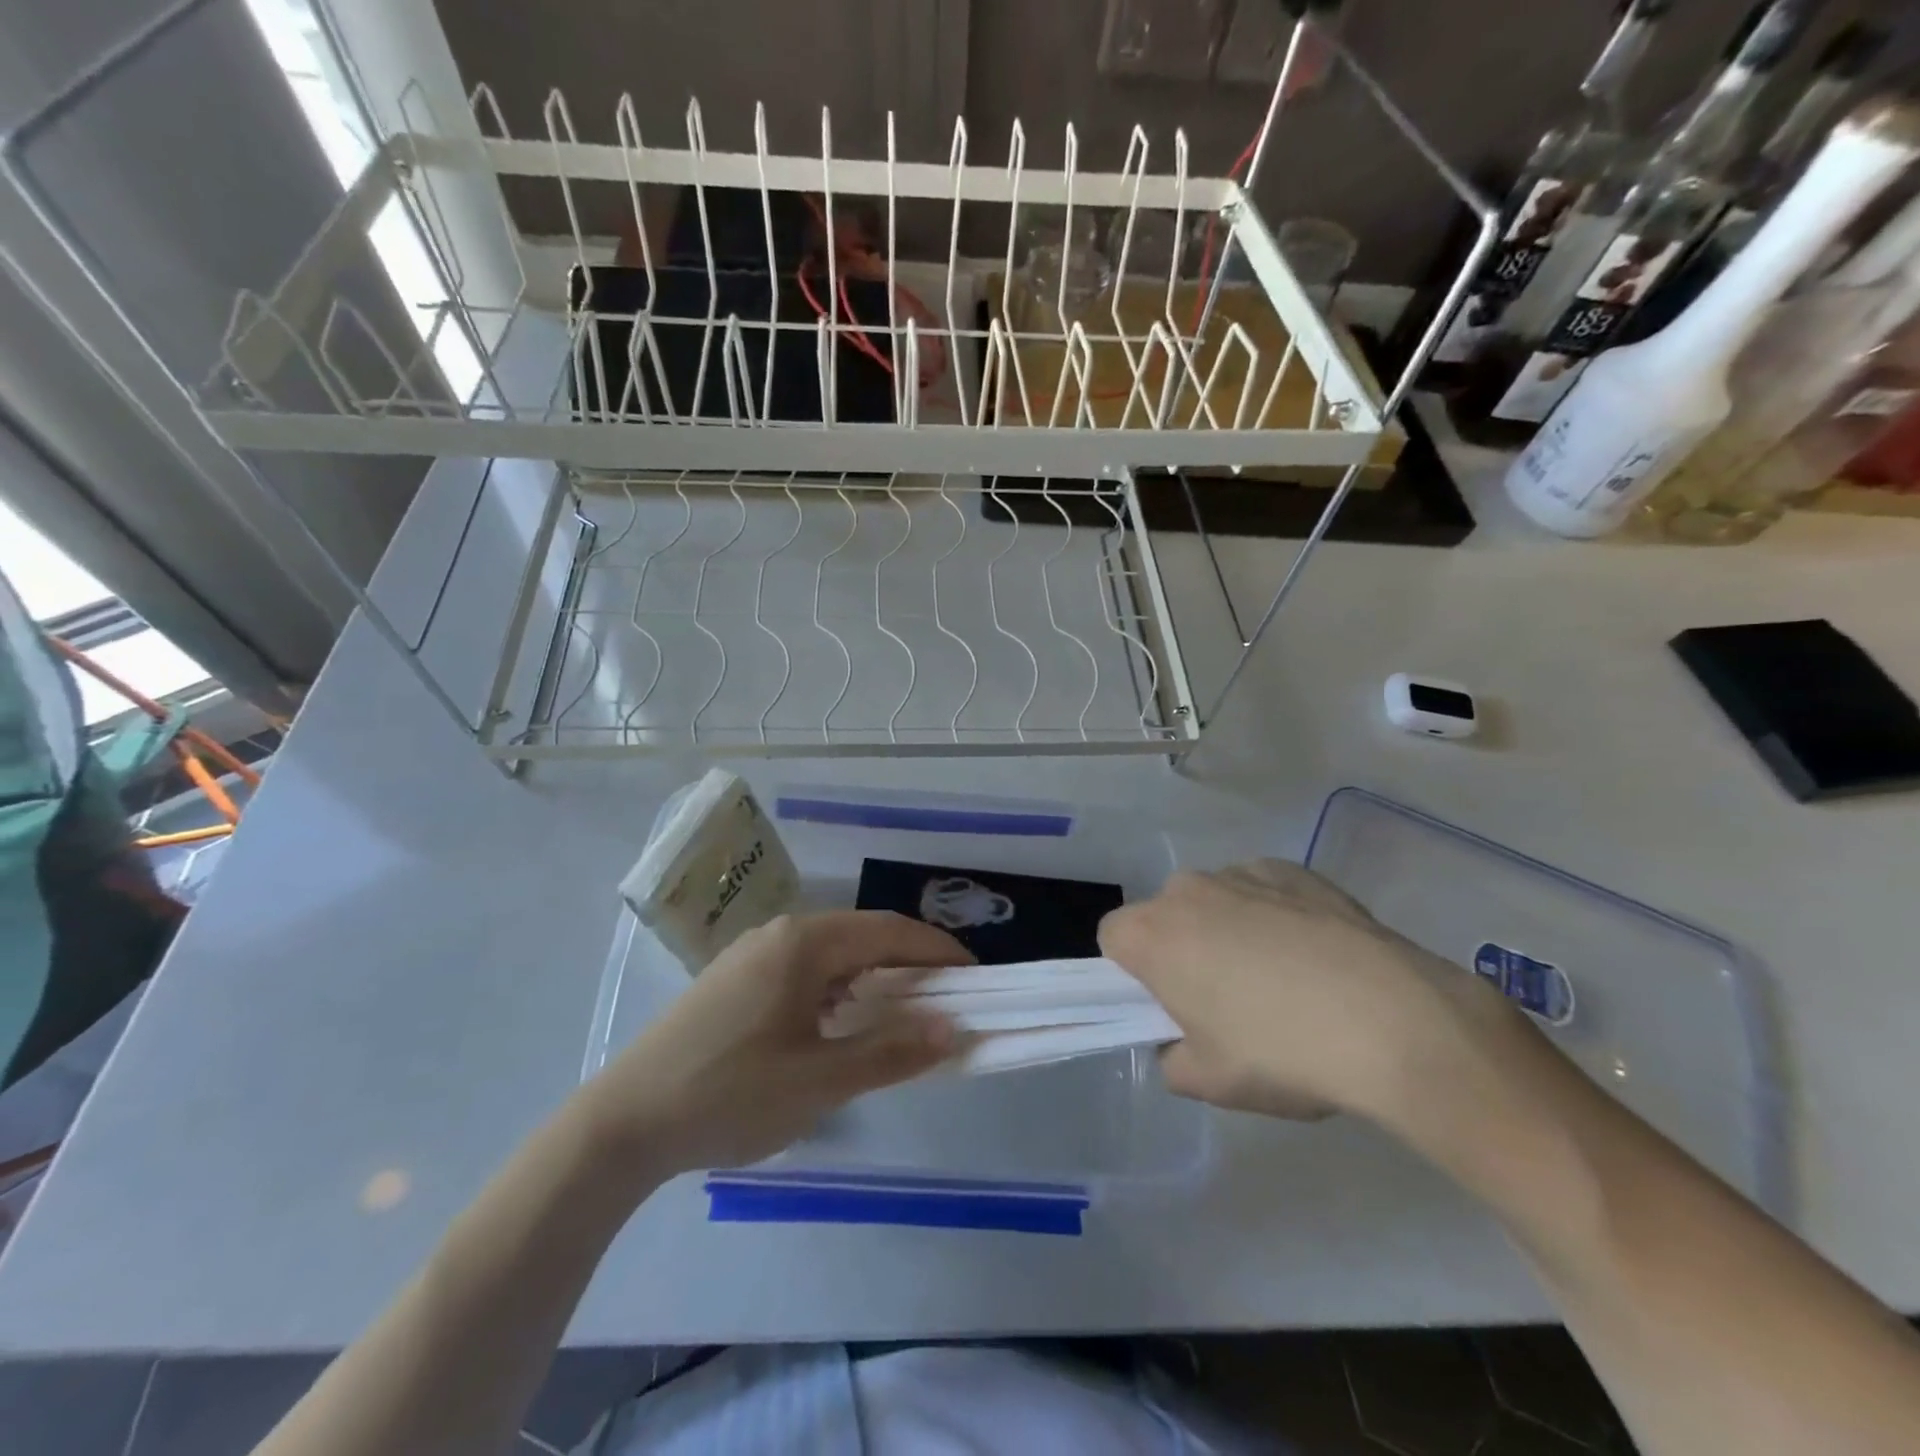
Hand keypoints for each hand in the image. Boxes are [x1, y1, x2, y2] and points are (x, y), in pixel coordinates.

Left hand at [582, 912, 970, 1175]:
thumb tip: (953, 1028)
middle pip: (864, 935)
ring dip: (875, 975)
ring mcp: (753, 953)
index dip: (939, 952)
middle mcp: (781, 933)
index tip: (977, 978)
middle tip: (949, 999)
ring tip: (906, 1012)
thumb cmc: (729, 1095)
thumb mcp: (820, 1081)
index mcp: (805, 943)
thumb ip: (891, 1052)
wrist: (622, 1123)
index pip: (891, 931)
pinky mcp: (736, 978)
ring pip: (834, 952)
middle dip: (911, 963)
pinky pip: (806, 969)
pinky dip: (841, 987)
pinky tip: (844, 1020)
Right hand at [1099, 861, 1499, 1122]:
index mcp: (1151, 934)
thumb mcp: (1210, 1082)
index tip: (1169, 1006)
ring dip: (1228, 930)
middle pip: (1165, 917)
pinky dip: (1274, 916)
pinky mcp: (1294, 869)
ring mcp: (1243, 872)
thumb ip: (1171, 1060)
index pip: (1112, 938)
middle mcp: (1187, 889)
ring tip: (1284, 981)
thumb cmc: (1282, 1052)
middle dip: (1182, 950)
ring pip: (1215, 902)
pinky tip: (1316, 958)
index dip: (1132, 974)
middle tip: (1226, 1001)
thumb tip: (1180, 1041)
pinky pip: (1263, 891)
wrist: (1395, 1020)